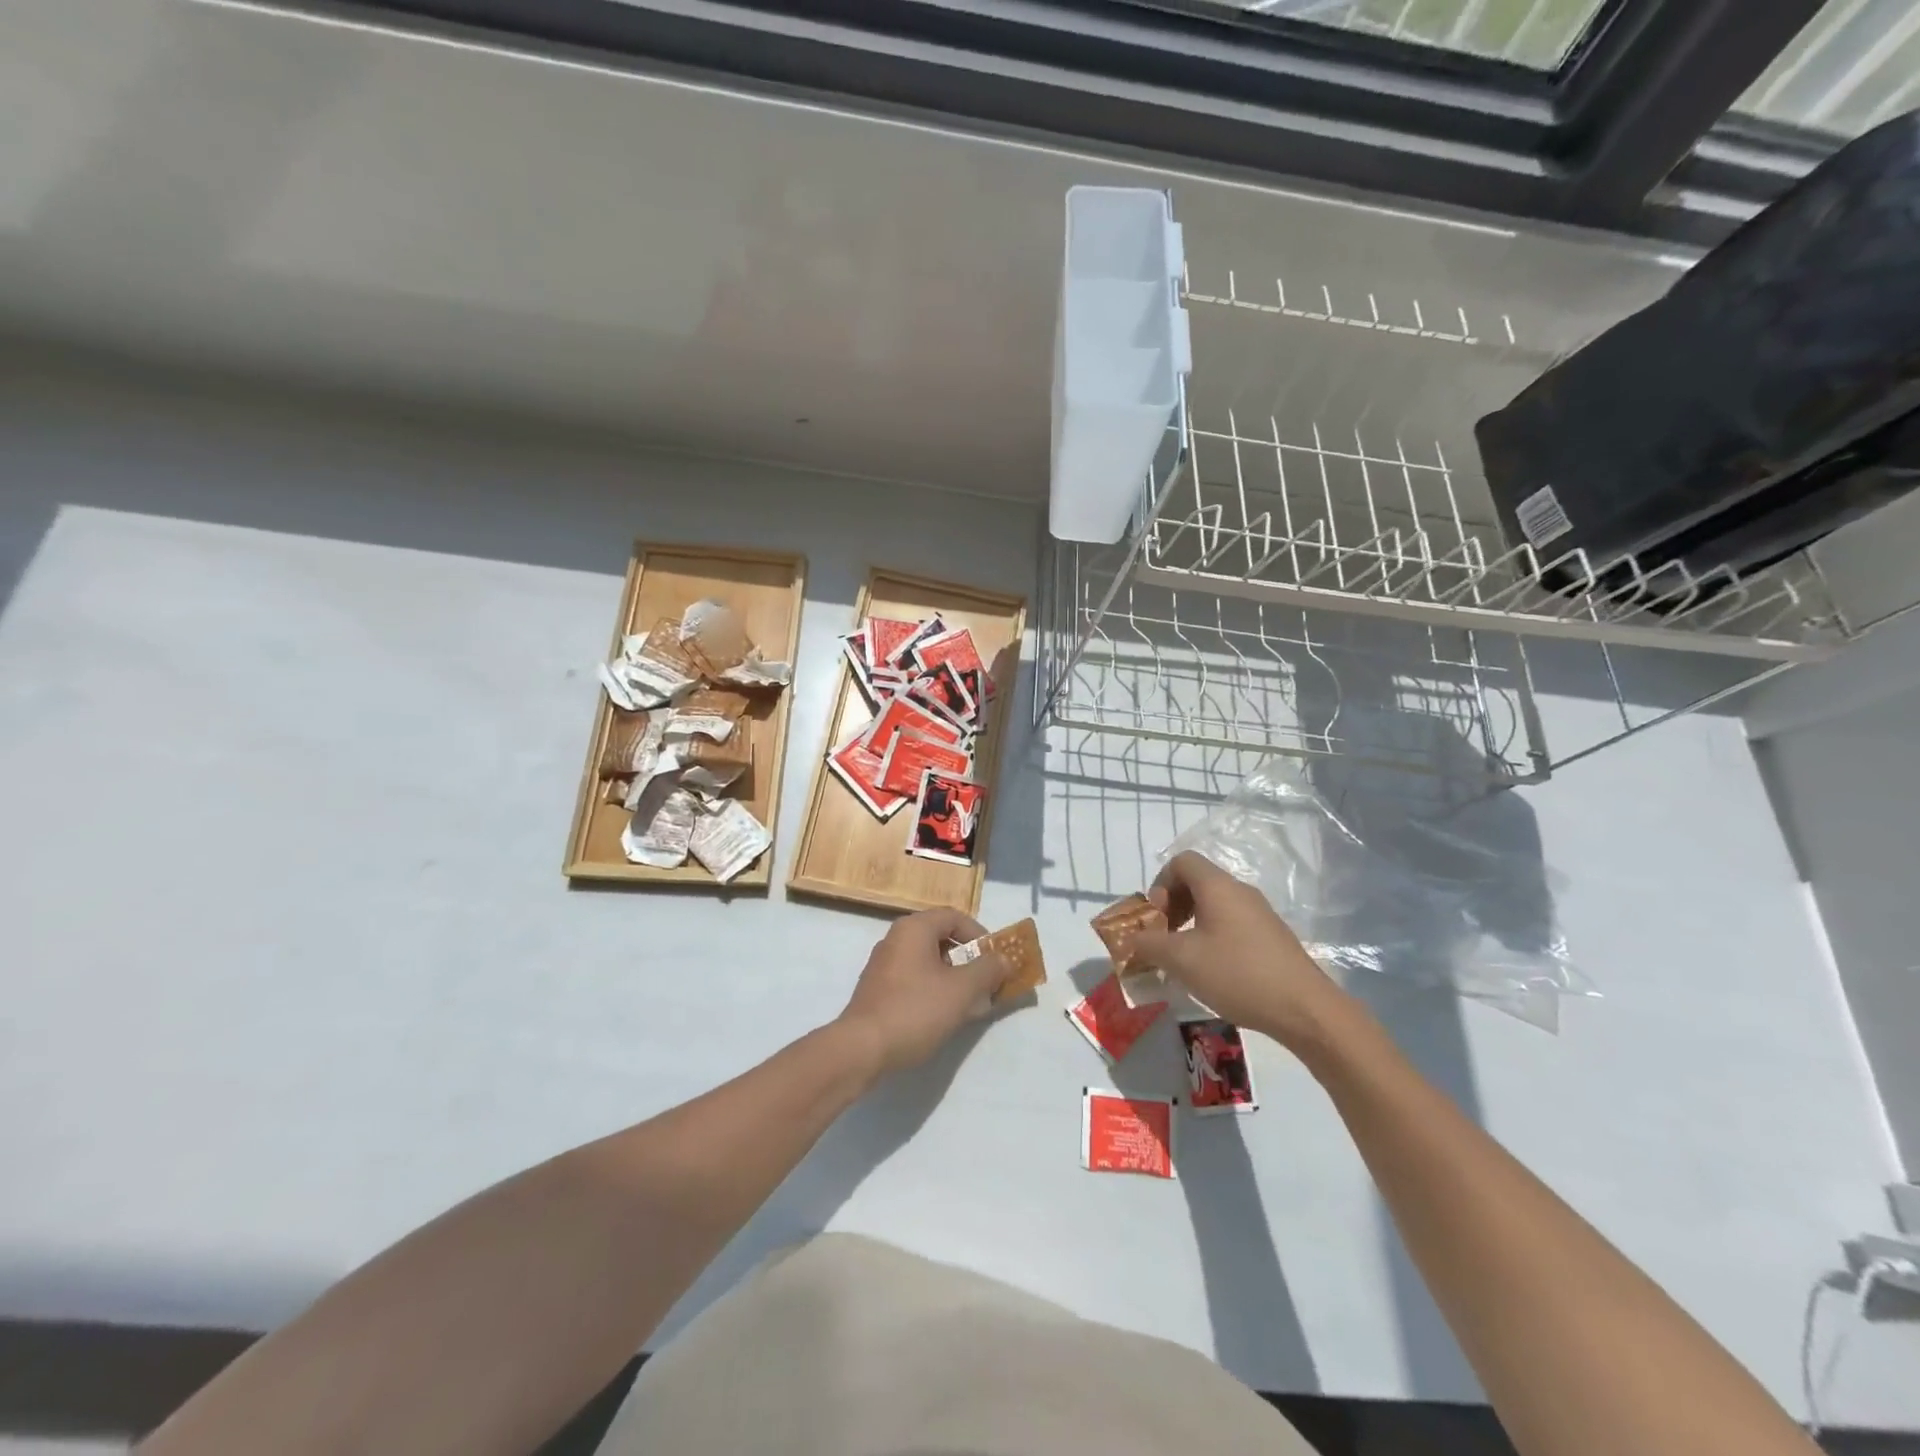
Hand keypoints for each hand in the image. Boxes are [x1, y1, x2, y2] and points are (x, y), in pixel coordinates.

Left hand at [836, 909, 1012, 1076]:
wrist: (861, 1049)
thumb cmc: (915, 1010)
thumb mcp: (961, 990)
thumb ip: (987, 970)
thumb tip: (1004, 959)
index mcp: (914, 929)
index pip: (954, 917)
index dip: (980, 935)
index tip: (995, 959)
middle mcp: (896, 939)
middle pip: (941, 938)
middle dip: (969, 960)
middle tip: (987, 983)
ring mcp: (883, 965)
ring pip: (928, 962)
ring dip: (953, 978)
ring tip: (970, 1004)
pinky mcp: (878, 990)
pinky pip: (914, 980)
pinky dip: (934, 990)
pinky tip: (943, 1016)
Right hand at [1133, 851, 1346, 1049]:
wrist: (1305, 1010)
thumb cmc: (1237, 974)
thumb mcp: (1181, 960)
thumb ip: (1149, 945)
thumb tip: (1132, 939)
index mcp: (1218, 887)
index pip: (1182, 861)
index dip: (1160, 884)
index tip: (1156, 918)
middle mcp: (1240, 892)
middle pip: (1197, 881)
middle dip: (1173, 905)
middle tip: (1164, 938)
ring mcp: (1260, 914)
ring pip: (1215, 904)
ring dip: (1191, 923)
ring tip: (1184, 958)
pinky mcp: (1271, 937)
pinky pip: (1232, 923)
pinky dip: (1212, 936)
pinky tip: (1212, 971)